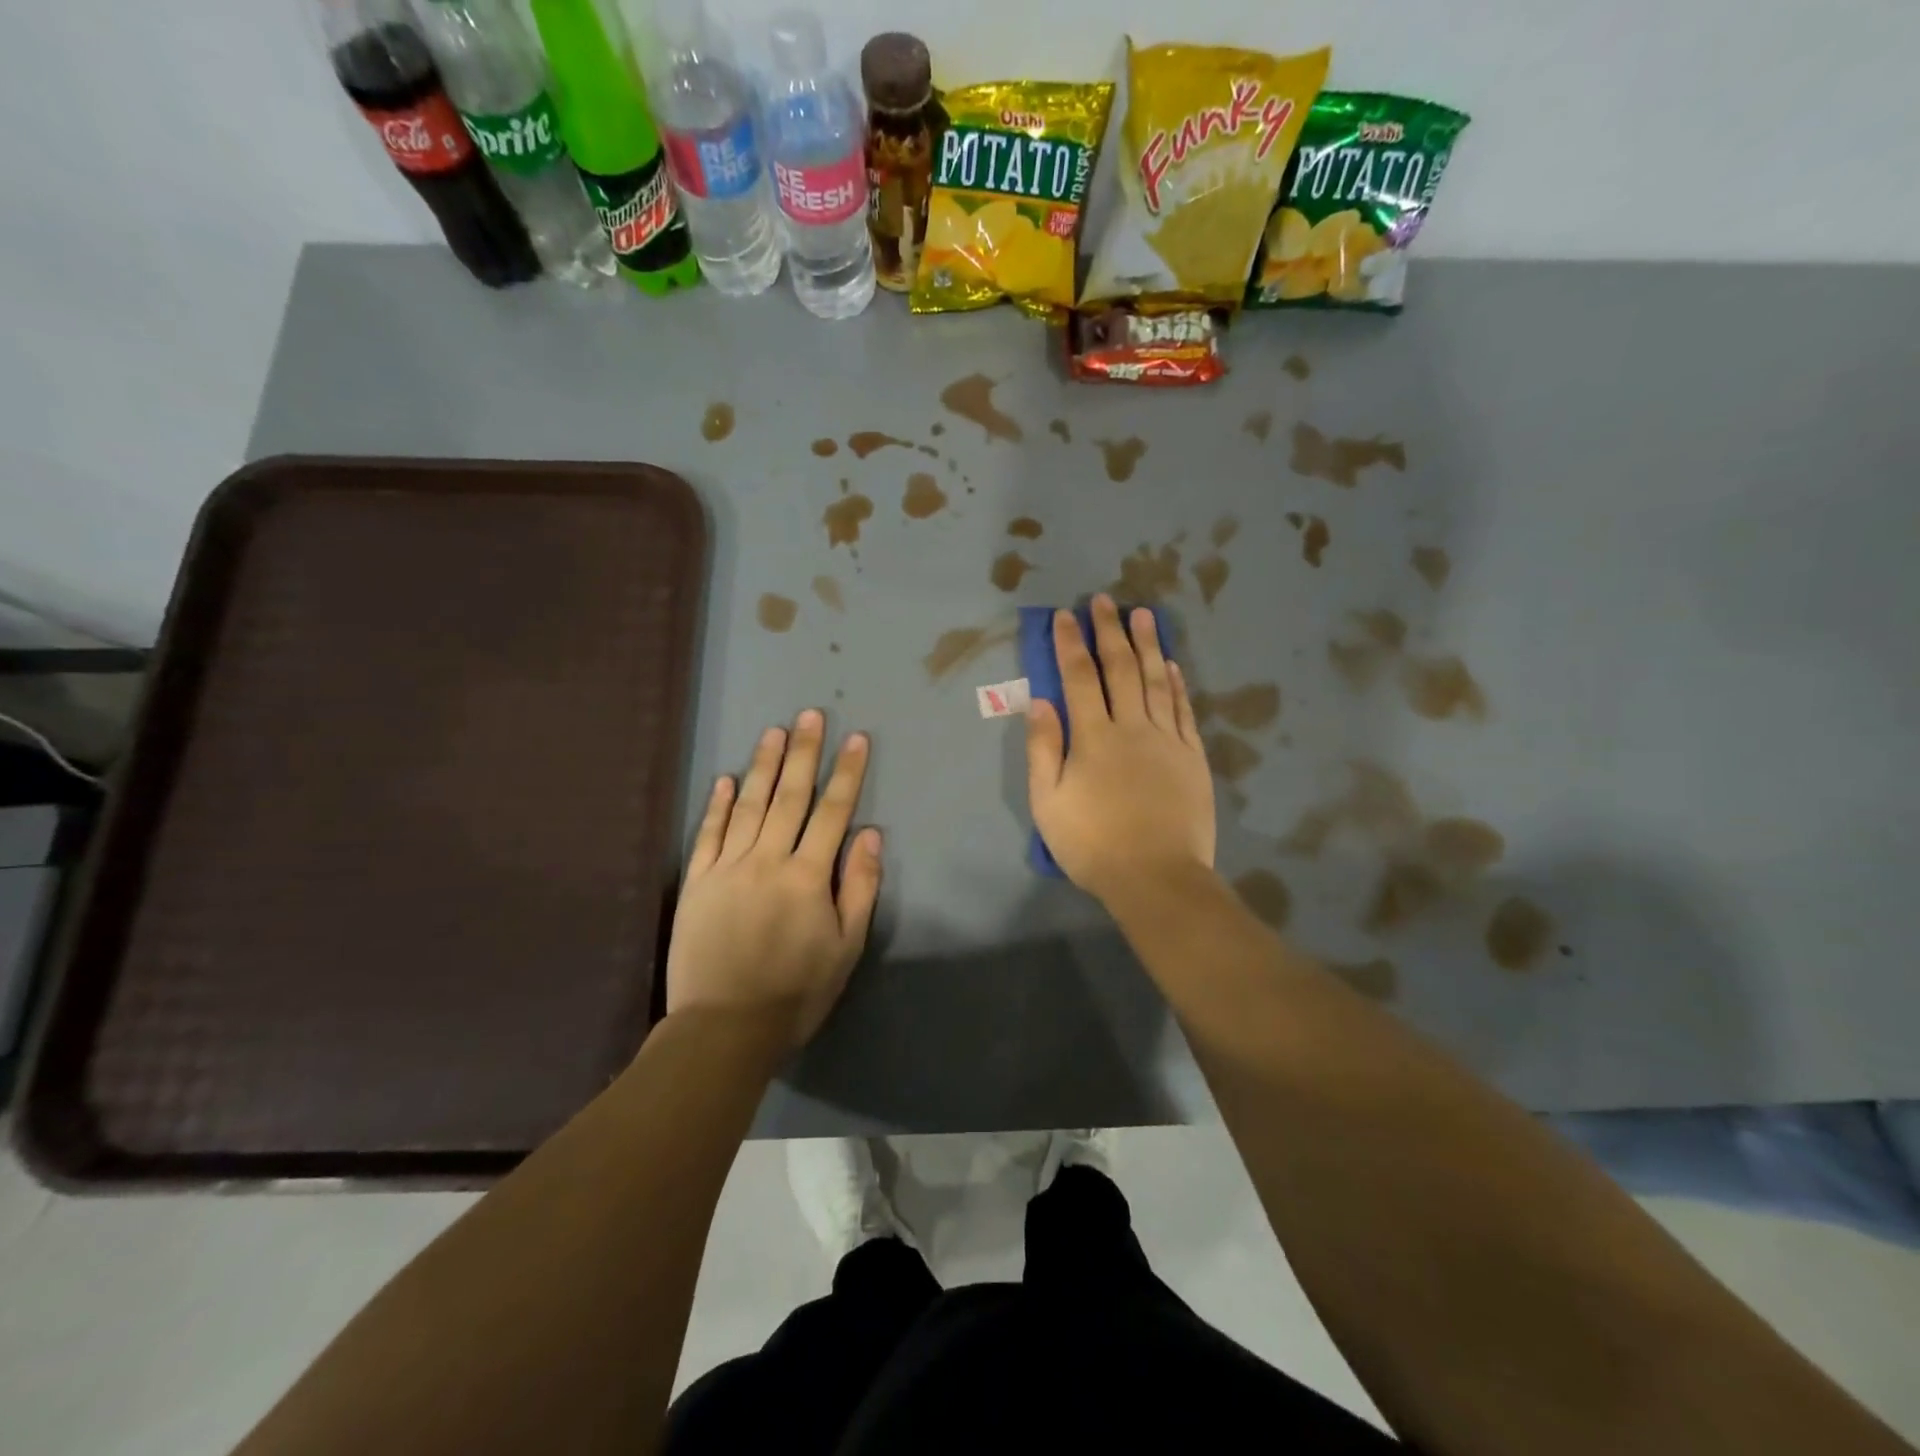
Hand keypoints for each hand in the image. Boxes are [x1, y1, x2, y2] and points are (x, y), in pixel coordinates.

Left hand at [666, 710, 881, 1048]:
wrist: (723, 1029)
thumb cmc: (795, 992)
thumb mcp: (845, 947)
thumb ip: (858, 887)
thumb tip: (869, 835)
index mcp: (807, 876)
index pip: (832, 812)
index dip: (846, 773)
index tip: (856, 739)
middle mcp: (767, 860)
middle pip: (790, 797)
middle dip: (804, 753)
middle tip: (811, 715)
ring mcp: (727, 868)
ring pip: (748, 805)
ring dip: (763, 766)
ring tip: (775, 732)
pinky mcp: (696, 882)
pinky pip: (708, 834)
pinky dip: (717, 804)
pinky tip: (725, 779)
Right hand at [1026, 595, 1215, 904]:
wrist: (1157, 877)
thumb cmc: (1093, 844)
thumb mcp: (1048, 803)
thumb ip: (1043, 749)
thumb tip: (1039, 701)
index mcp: (1093, 738)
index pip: (1078, 678)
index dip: (1070, 643)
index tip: (1066, 615)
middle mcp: (1131, 727)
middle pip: (1120, 669)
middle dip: (1109, 632)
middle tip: (1105, 600)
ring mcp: (1167, 740)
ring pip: (1156, 681)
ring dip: (1148, 645)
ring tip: (1143, 614)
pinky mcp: (1192, 757)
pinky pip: (1183, 710)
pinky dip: (1176, 683)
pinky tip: (1171, 664)